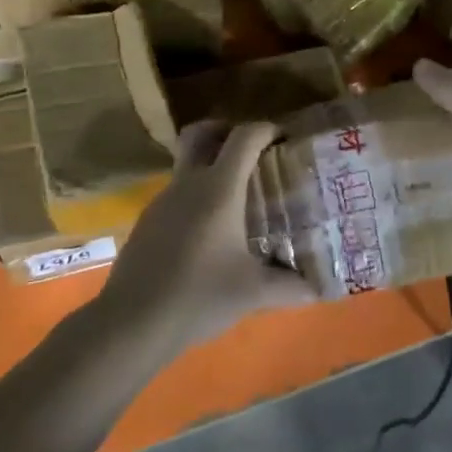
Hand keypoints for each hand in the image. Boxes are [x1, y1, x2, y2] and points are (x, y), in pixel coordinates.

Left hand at [98, 120, 315, 352]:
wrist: (131, 323)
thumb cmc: (198, 296)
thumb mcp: (252, 293)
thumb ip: (290, 287)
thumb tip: (319, 289)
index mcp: (218, 189)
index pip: (244, 138)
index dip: (265, 129)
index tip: (283, 137)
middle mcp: (188, 184)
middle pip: (200, 134)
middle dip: (224, 130)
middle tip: (249, 150)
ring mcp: (162, 201)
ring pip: (186, 166)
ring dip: (210, 168)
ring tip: (236, 199)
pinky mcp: (147, 222)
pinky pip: (176, 194)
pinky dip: (195, 197)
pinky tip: (207, 232)